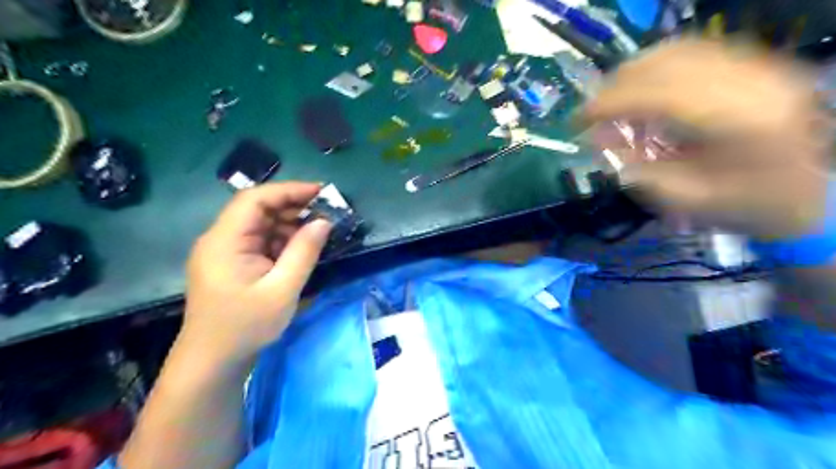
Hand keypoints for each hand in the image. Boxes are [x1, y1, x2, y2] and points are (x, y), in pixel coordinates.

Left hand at [182, 181, 331, 362]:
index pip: (255, 199)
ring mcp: (224, 251)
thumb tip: (324, 222)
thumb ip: (304, 252)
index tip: (321, 192)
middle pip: (257, 209)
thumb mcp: (282, 290)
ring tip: (318, 232)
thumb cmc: (246, 326)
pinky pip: (259, 241)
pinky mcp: (232, 263)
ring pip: (260, 225)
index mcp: (225, 240)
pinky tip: (300, 249)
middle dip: (293, 207)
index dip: (289, 190)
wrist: (213, 361)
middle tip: (326, 213)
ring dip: (289, 225)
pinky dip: (282, 241)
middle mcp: (220, 239)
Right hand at [582, 38, 830, 240]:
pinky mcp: (756, 62)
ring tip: (612, 100)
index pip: (659, 94)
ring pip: (678, 49)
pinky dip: (656, 66)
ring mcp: (758, 65)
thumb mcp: (683, 199)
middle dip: (616, 85)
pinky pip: (694, 50)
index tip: (578, 119)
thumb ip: (637, 168)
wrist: (811, 194)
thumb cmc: (744, 205)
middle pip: (667, 62)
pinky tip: (642, 88)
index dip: (611, 102)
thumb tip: (598, 140)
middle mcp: (751, 81)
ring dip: (633, 73)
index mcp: (738, 123)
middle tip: (591, 112)